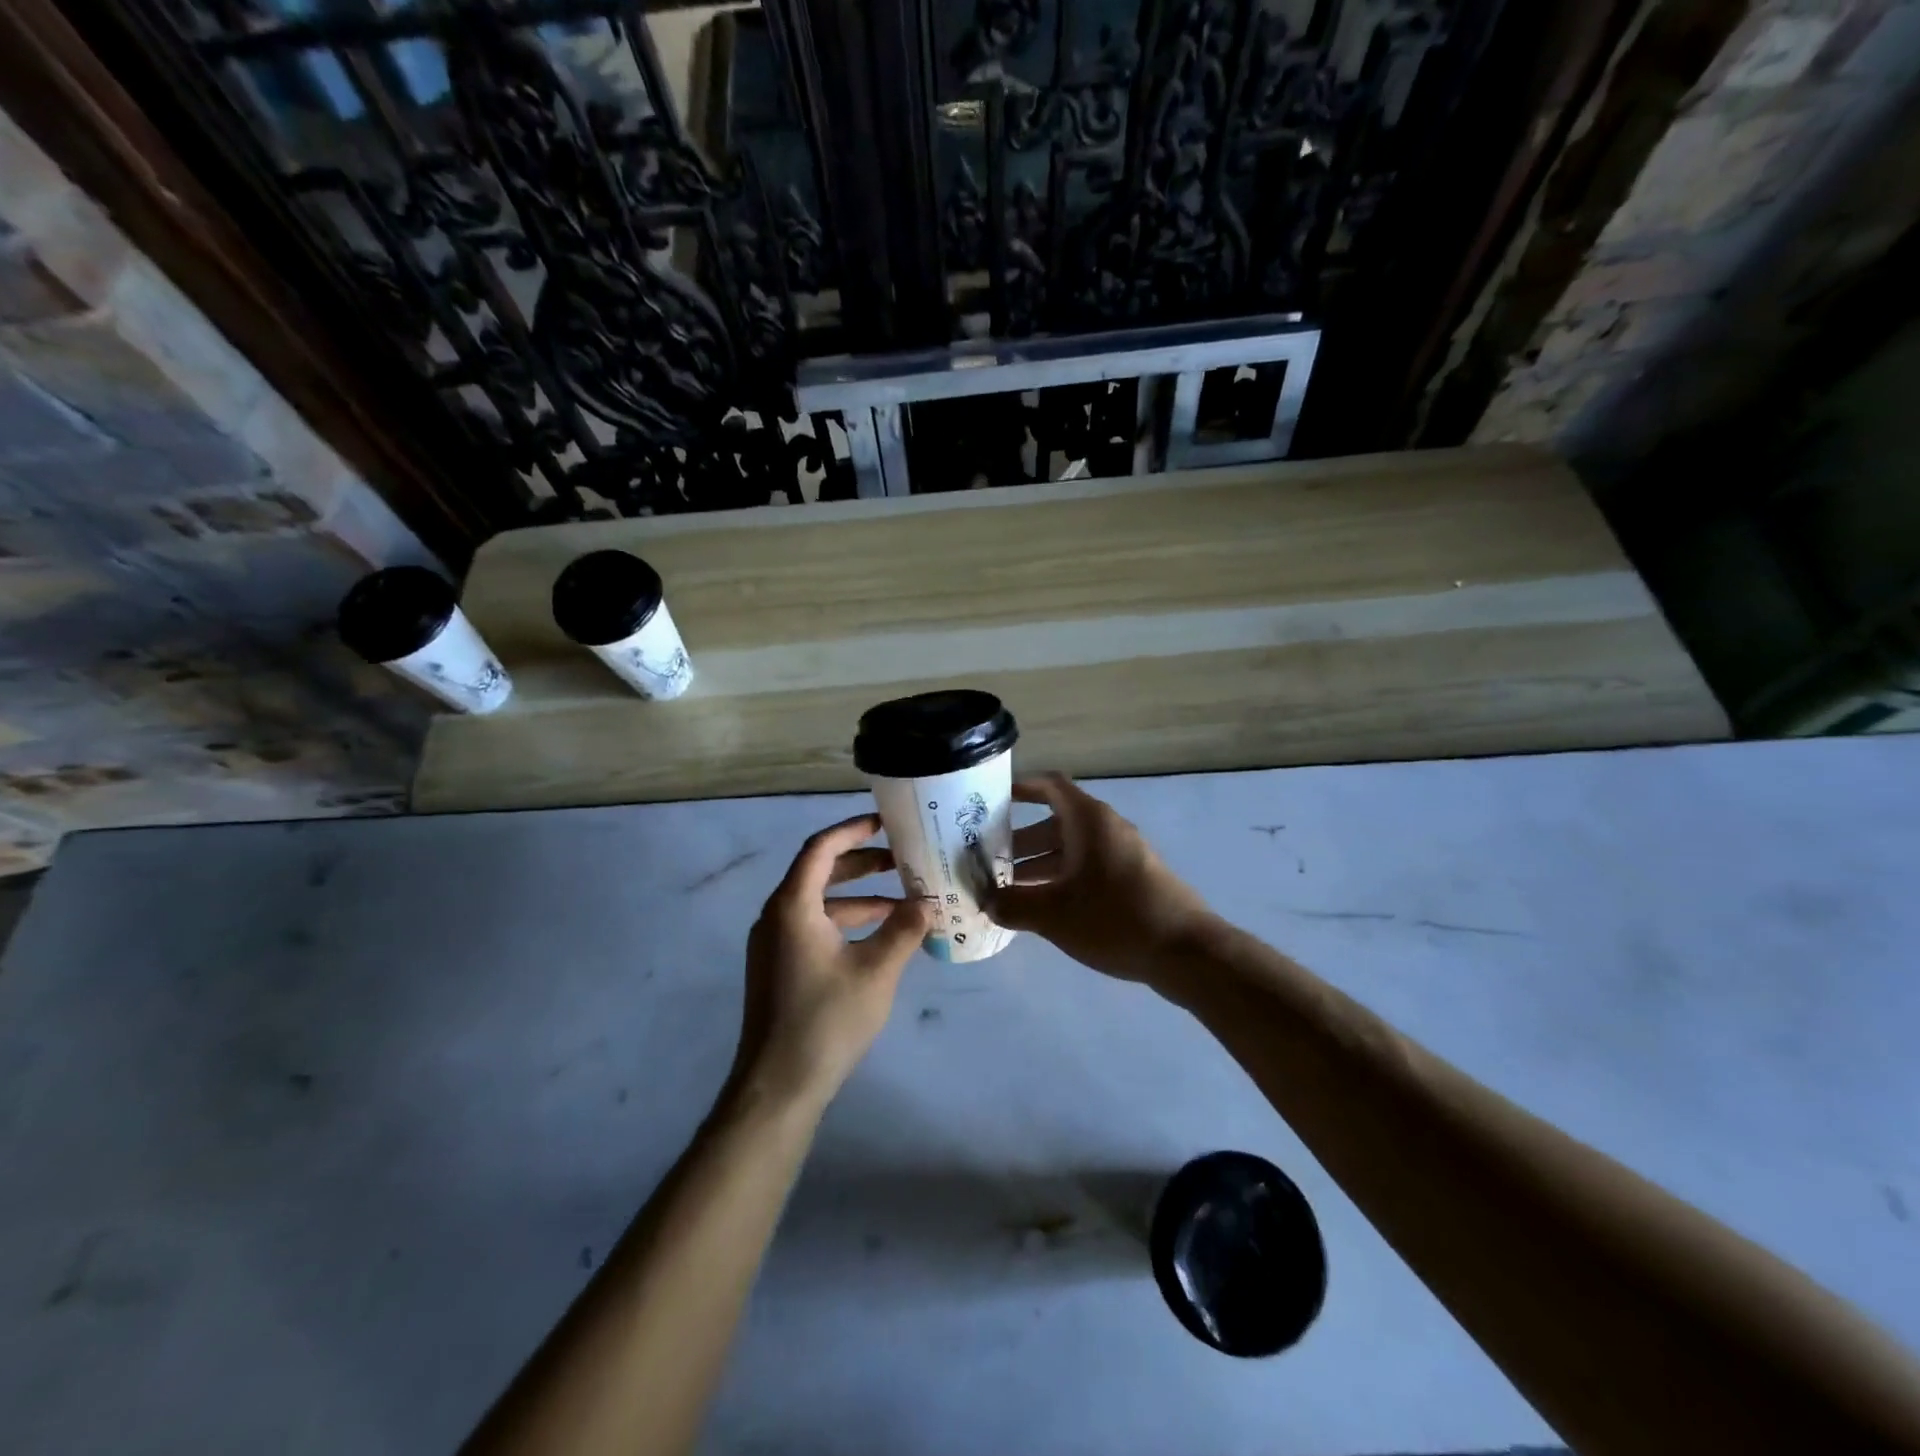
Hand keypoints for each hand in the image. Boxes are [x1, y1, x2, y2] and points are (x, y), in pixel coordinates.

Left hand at [733, 813, 933, 1111]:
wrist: (778, 1086)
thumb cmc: (826, 1020)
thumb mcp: (877, 971)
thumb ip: (904, 929)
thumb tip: (927, 901)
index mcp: (793, 906)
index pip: (821, 848)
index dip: (853, 830)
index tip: (886, 823)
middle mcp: (776, 916)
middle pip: (819, 872)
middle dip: (862, 863)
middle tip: (901, 860)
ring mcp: (774, 944)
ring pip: (819, 903)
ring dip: (859, 897)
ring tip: (902, 901)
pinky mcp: (778, 967)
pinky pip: (813, 927)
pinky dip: (845, 923)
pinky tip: (879, 938)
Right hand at [986, 774, 1214, 985]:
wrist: (1186, 952)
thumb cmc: (1114, 918)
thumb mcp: (1053, 914)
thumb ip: (1013, 905)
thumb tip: (987, 903)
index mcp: (1089, 820)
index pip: (1050, 786)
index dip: (1020, 787)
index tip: (991, 799)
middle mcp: (1107, 829)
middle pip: (1055, 822)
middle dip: (1020, 840)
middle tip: (988, 860)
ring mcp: (1123, 855)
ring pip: (1071, 850)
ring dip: (1039, 865)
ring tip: (1007, 891)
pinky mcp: (1133, 880)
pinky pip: (1088, 869)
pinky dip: (1062, 880)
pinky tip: (1043, 910)